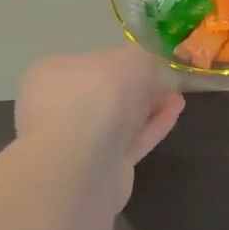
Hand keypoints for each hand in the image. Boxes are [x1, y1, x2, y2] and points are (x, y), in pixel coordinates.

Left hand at [15, 46, 185, 202]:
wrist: (82, 164)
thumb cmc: (99, 96)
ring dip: (147, 108)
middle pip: (103, 94)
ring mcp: (76, 144)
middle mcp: (56, 109)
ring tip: (177, 96)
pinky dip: (151, 126)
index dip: (119, 61)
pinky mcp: (98, 170)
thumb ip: (143, 58)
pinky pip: (129, 141)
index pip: (87, 63)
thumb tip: (148, 68)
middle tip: (166, 80)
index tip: (148, 62)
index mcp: (51, 75)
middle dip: (135, 88)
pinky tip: (175, 112)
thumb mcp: (131, 59)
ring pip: (117, 121)